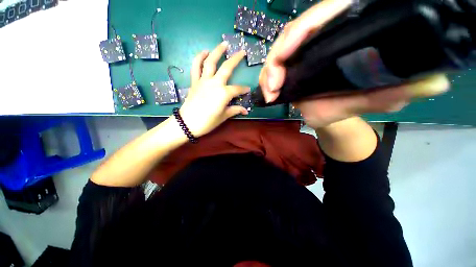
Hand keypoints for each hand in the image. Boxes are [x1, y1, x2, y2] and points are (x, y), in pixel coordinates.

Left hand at [179, 42, 248, 136]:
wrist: (188, 123)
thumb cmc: (207, 122)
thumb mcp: (223, 117)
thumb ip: (235, 110)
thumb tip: (246, 110)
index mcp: (224, 93)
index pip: (237, 89)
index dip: (244, 89)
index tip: (247, 90)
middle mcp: (215, 83)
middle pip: (227, 68)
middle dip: (236, 59)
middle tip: (242, 51)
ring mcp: (203, 81)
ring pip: (210, 62)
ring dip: (217, 51)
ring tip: (224, 44)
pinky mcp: (194, 81)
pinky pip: (196, 67)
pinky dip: (199, 58)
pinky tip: (204, 52)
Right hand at [259, 0, 448, 128]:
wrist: (332, 116)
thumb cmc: (350, 107)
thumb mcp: (374, 100)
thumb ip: (396, 91)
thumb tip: (436, 82)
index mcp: (345, 36)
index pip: (321, 18)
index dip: (300, 31)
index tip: (285, 56)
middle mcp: (321, 39)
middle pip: (293, 34)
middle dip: (277, 59)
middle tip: (273, 87)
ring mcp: (303, 53)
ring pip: (280, 50)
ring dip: (269, 72)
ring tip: (270, 93)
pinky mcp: (292, 66)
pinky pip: (275, 66)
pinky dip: (268, 79)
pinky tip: (269, 93)